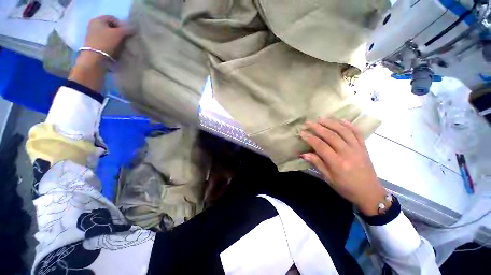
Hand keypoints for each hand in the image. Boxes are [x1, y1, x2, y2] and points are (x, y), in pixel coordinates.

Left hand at [70, 15, 132, 91]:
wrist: (95, 59)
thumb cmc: (106, 42)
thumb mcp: (119, 34)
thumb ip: (127, 29)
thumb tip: (134, 28)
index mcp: (98, 20)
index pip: (113, 18)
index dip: (121, 25)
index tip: (126, 34)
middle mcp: (94, 25)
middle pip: (110, 27)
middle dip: (119, 33)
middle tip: (125, 40)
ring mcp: (93, 35)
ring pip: (108, 35)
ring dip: (116, 40)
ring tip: (121, 46)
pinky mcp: (94, 44)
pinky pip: (106, 41)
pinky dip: (111, 44)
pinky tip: (115, 50)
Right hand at [300, 118, 387, 215]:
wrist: (370, 193)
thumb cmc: (346, 188)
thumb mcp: (329, 178)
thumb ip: (317, 164)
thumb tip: (303, 154)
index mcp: (337, 163)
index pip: (321, 146)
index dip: (310, 138)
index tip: (302, 132)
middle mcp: (348, 153)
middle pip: (331, 136)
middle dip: (318, 127)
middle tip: (308, 122)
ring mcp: (357, 148)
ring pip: (344, 131)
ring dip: (331, 123)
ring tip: (321, 119)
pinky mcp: (364, 147)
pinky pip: (357, 133)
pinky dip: (349, 125)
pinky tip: (342, 120)